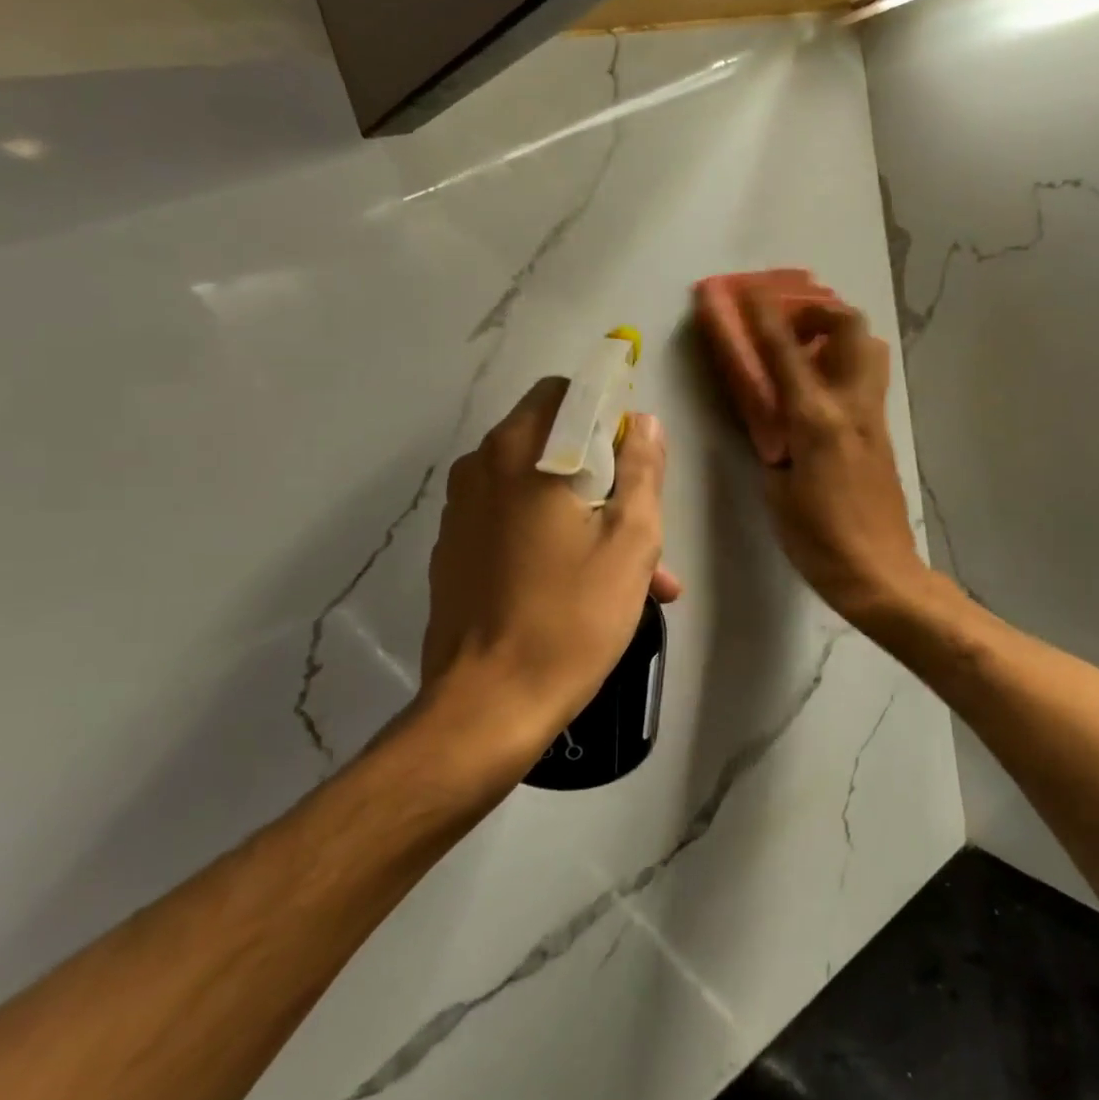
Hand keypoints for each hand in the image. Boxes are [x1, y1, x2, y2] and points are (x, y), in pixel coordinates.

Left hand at [419, 378, 681, 772]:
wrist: (488, 705)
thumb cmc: (570, 618)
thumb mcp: (630, 542)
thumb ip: (642, 471)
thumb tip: (645, 423)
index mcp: (522, 452)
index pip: (569, 394)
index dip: (611, 414)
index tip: (637, 460)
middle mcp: (481, 467)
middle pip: (553, 443)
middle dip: (604, 476)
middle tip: (644, 528)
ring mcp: (460, 511)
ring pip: (536, 489)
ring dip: (584, 514)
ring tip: (633, 575)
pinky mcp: (453, 551)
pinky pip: (511, 523)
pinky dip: (549, 538)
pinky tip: (581, 589)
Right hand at [738, 290, 931, 626]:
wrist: (878, 572)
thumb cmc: (818, 539)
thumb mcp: (776, 490)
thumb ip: (772, 444)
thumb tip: (772, 421)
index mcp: (816, 420)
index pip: (786, 352)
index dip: (764, 315)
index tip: (747, 289)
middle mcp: (851, 406)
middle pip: (850, 328)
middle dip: (819, 310)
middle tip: (790, 325)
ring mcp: (873, 417)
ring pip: (868, 349)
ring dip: (837, 335)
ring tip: (807, 353)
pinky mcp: (883, 433)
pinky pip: (866, 380)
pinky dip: (843, 365)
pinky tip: (819, 392)